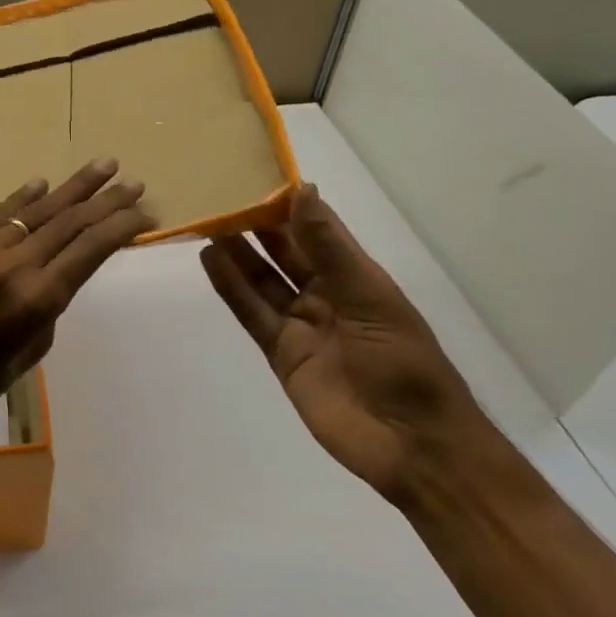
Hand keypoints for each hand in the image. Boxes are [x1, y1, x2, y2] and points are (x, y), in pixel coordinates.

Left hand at [0, 160, 152, 441]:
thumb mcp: (30, 352)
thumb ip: (48, 306)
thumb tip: (54, 272)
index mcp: (39, 299)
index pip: (91, 249)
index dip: (122, 226)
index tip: (145, 213)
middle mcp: (15, 264)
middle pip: (70, 222)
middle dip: (107, 200)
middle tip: (134, 182)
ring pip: (36, 209)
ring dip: (72, 187)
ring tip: (104, 166)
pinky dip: (21, 197)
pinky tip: (42, 183)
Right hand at [200, 185, 497, 506]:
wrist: (410, 444)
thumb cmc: (403, 363)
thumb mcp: (368, 297)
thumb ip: (328, 248)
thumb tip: (301, 191)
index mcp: (356, 276)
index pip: (316, 229)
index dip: (289, 203)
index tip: (256, 172)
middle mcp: (326, 294)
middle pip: (283, 252)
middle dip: (255, 225)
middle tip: (219, 194)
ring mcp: (301, 324)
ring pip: (261, 279)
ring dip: (236, 252)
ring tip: (206, 221)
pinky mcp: (281, 353)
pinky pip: (251, 313)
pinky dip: (231, 288)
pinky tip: (210, 261)